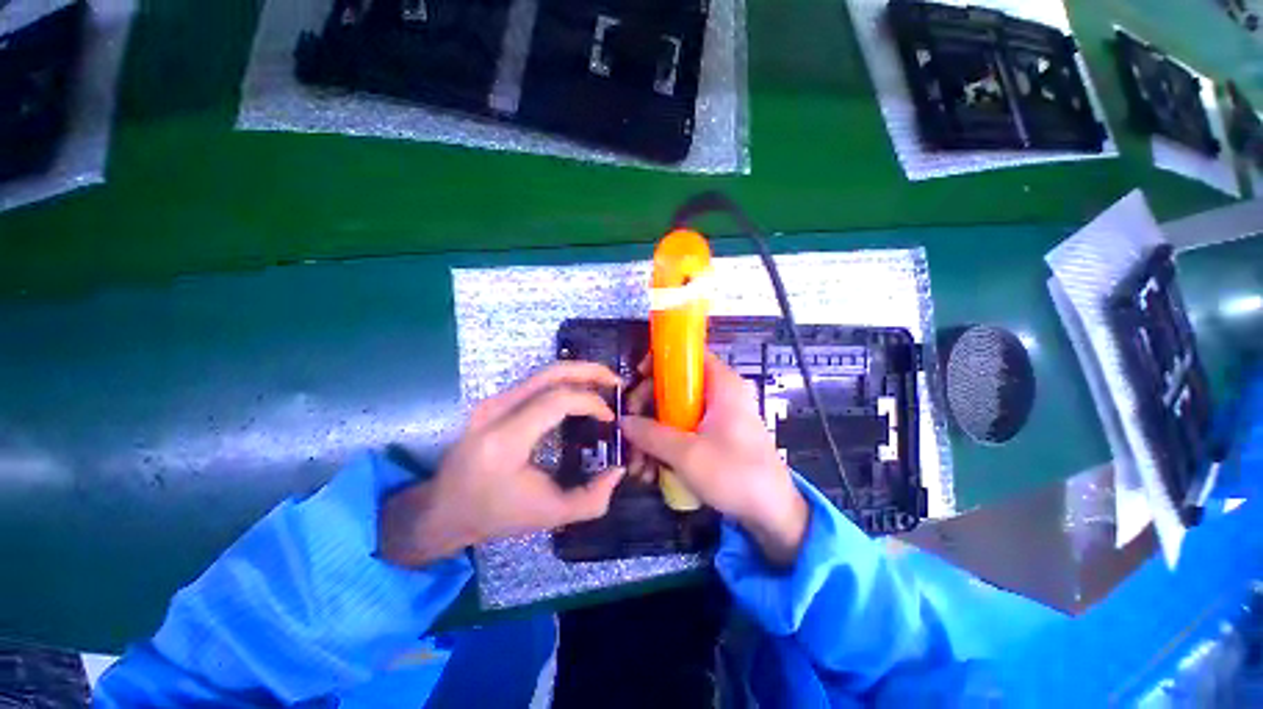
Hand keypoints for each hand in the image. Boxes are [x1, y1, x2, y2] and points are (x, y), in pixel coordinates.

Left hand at [379, 362, 625, 566]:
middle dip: (589, 371)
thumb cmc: (494, 514)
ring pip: (543, 373)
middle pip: (550, 373)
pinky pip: (535, 382)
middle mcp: (495, 411)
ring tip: (603, 384)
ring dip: (578, 373)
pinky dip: (563, 382)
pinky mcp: (493, 402)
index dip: (590, 402)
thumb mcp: (548, 516)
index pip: (556, 400)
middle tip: (616, 381)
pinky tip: (579, 392)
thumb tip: (619, 470)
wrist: (442, 510)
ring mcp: (491, 402)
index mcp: (505, 440)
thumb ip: (591, 499)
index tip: (609, 417)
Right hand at [620, 354, 808, 565]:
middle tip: (630, 428)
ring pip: (676, 411)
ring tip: (637, 464)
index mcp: (722, 384)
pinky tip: (652, 471)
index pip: (689, 354)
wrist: (774, 515)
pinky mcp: (717, 436)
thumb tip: (623, 421)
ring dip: (653, 434)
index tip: (637, 378)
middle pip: (676, 384)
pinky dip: (667, 445)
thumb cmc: (735, 474)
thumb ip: (651, 434)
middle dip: (648, 408)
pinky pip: (685, 430)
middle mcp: (721, 394)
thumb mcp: (687, 454)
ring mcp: (719, 416)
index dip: (661, 361)